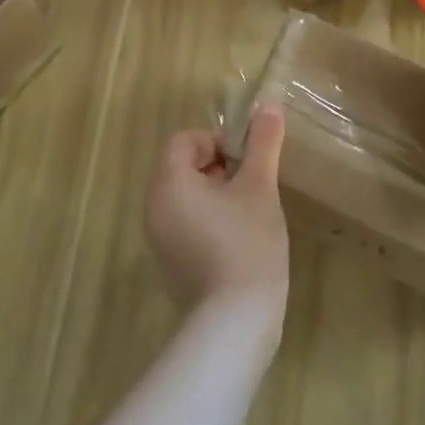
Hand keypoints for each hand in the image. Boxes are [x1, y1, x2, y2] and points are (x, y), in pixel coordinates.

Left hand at [145, 105, 288, 316]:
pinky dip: (210, 219)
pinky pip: (186, 223)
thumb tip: (269, 104)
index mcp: (168, 184)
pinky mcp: (171, 263)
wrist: (236, 321)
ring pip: (187, 196)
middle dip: (220, 166)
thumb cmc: (247, 243)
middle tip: (252, 183)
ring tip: (250, 210)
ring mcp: (160, 239)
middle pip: (183, 166)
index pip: (184, 140)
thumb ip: (263, 142)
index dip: (217, 140)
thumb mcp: (259, 186)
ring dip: (217, 192)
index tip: (247, 160)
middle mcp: (154, 208)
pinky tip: (239, 239)